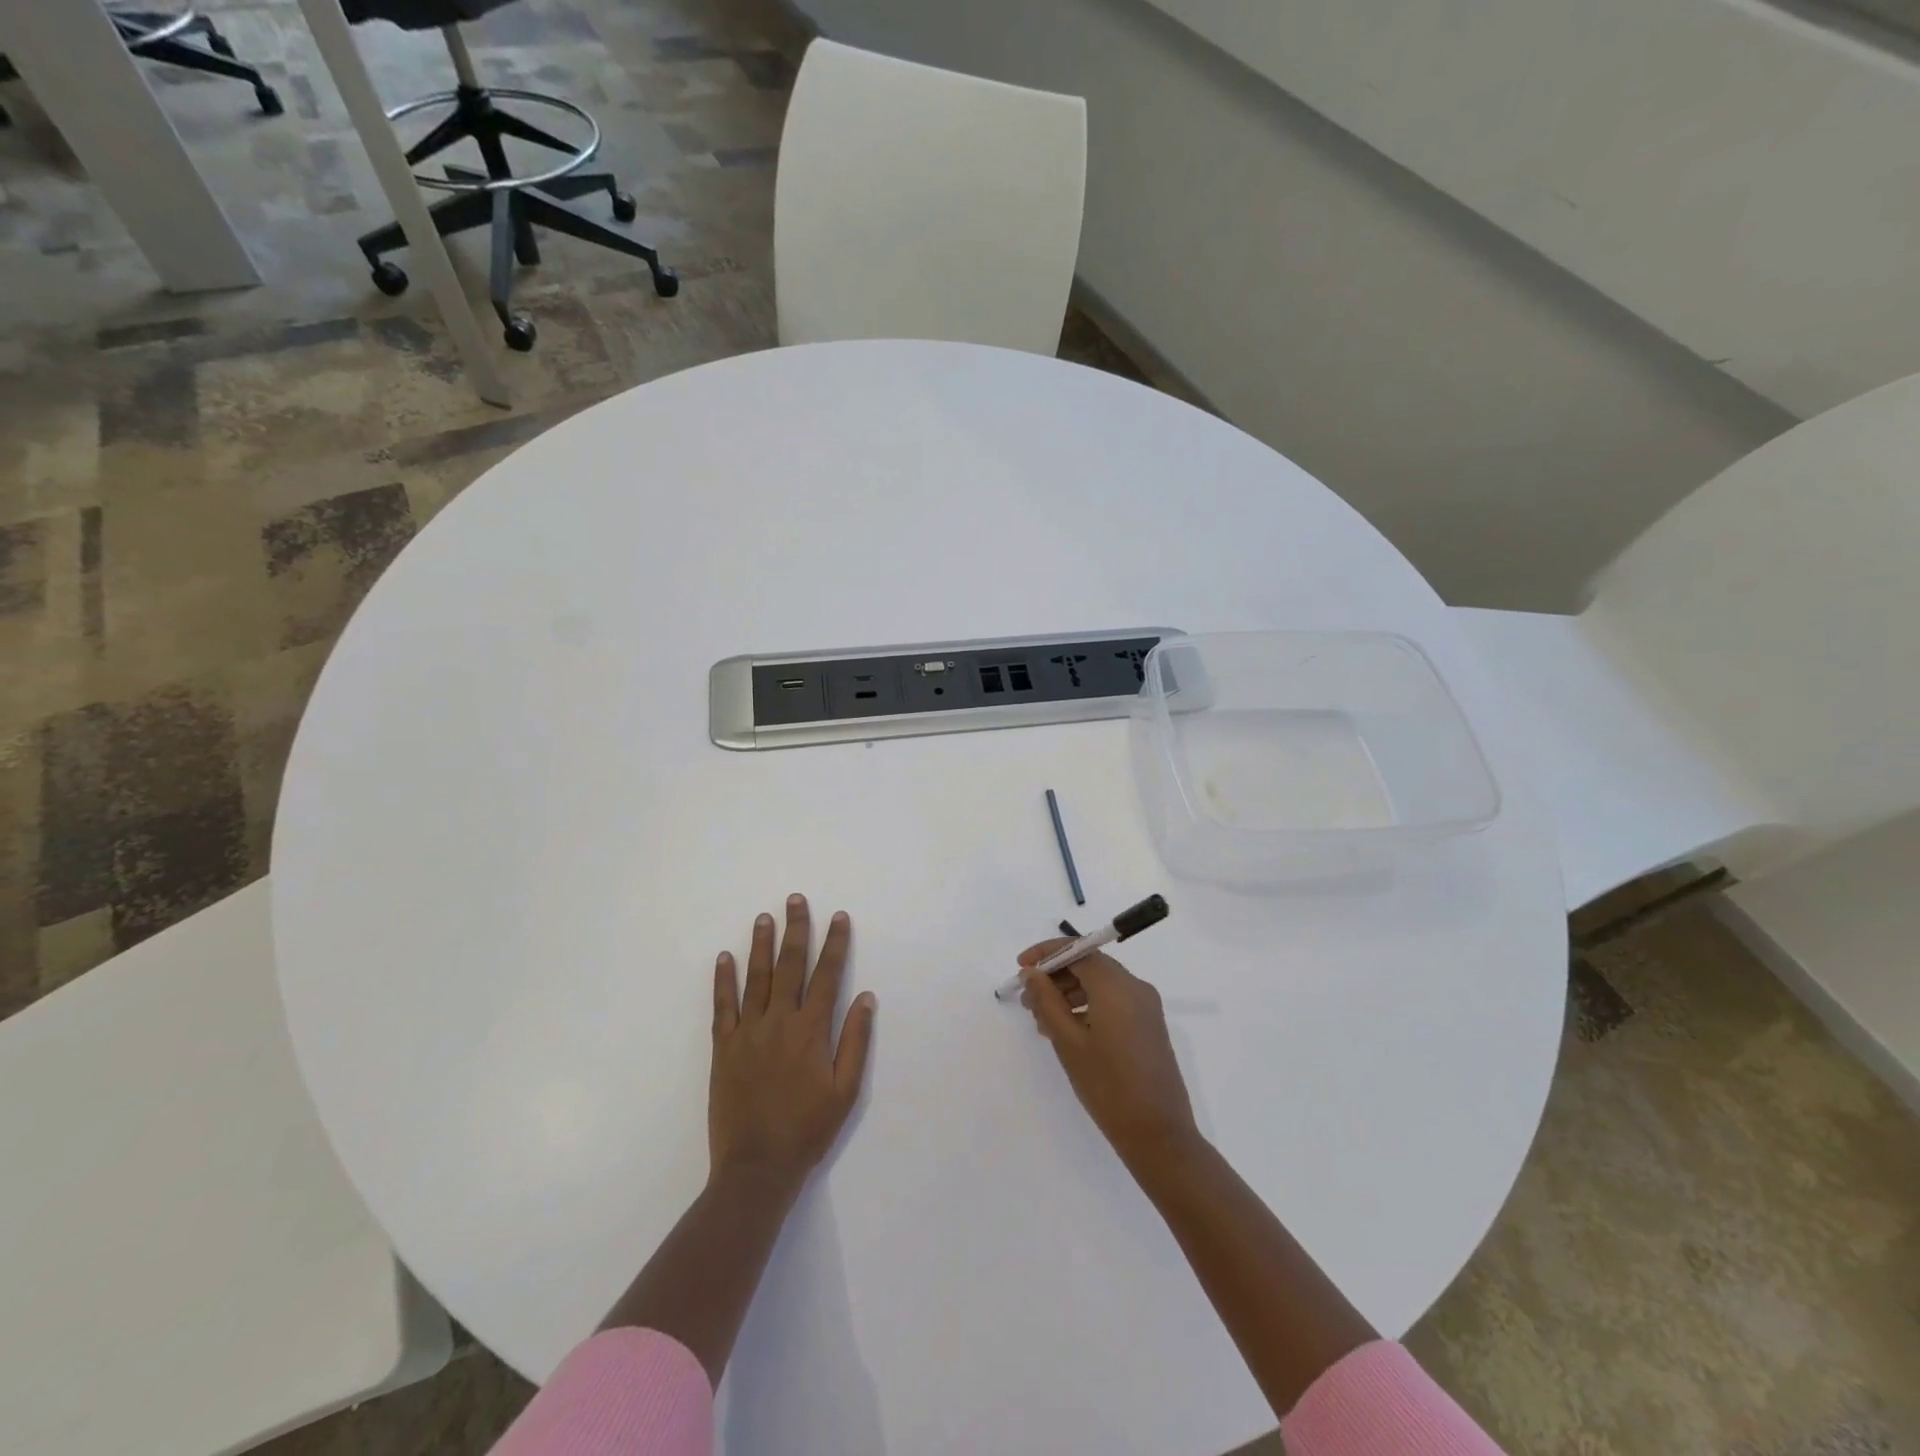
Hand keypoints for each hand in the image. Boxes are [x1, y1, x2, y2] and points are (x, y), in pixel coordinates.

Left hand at [710, 895, 875, 1190]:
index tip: (839, 917)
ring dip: (761, 944)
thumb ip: (855, 1041)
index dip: (835, 944)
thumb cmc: (808, 1130)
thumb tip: (866, 997)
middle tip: (795, 900)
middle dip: (796, 930)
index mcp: (811, 1031)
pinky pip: (723, 1006)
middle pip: (790, 965)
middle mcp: (780, 1022)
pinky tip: (724, 957)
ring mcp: (748, 1032)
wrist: (756, 1168)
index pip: (827, 975)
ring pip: (756, 978)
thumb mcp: (845, 1090)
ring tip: (764, 917)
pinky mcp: (724, 1047)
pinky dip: (723, 980)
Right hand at [1019, 940, 1198, 1167]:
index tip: (1021, 967)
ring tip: (1041, 1019)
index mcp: (1117, 985)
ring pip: (1101, 983)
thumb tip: (1032, 972)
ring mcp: (1146, 1006)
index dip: (1046, 954)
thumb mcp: (1068, 1041)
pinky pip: (1113, 1001)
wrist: (1158, 1135)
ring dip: (1069, 992)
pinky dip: (1088, 1005)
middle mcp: (1135, 987)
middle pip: (1090, 964)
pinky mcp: (1149, 1025)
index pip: (1078, 950)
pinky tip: (1066, 1030)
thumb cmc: (1108, 1086)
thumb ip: (1047, 1000)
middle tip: (1027, 999)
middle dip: (1056, 975)